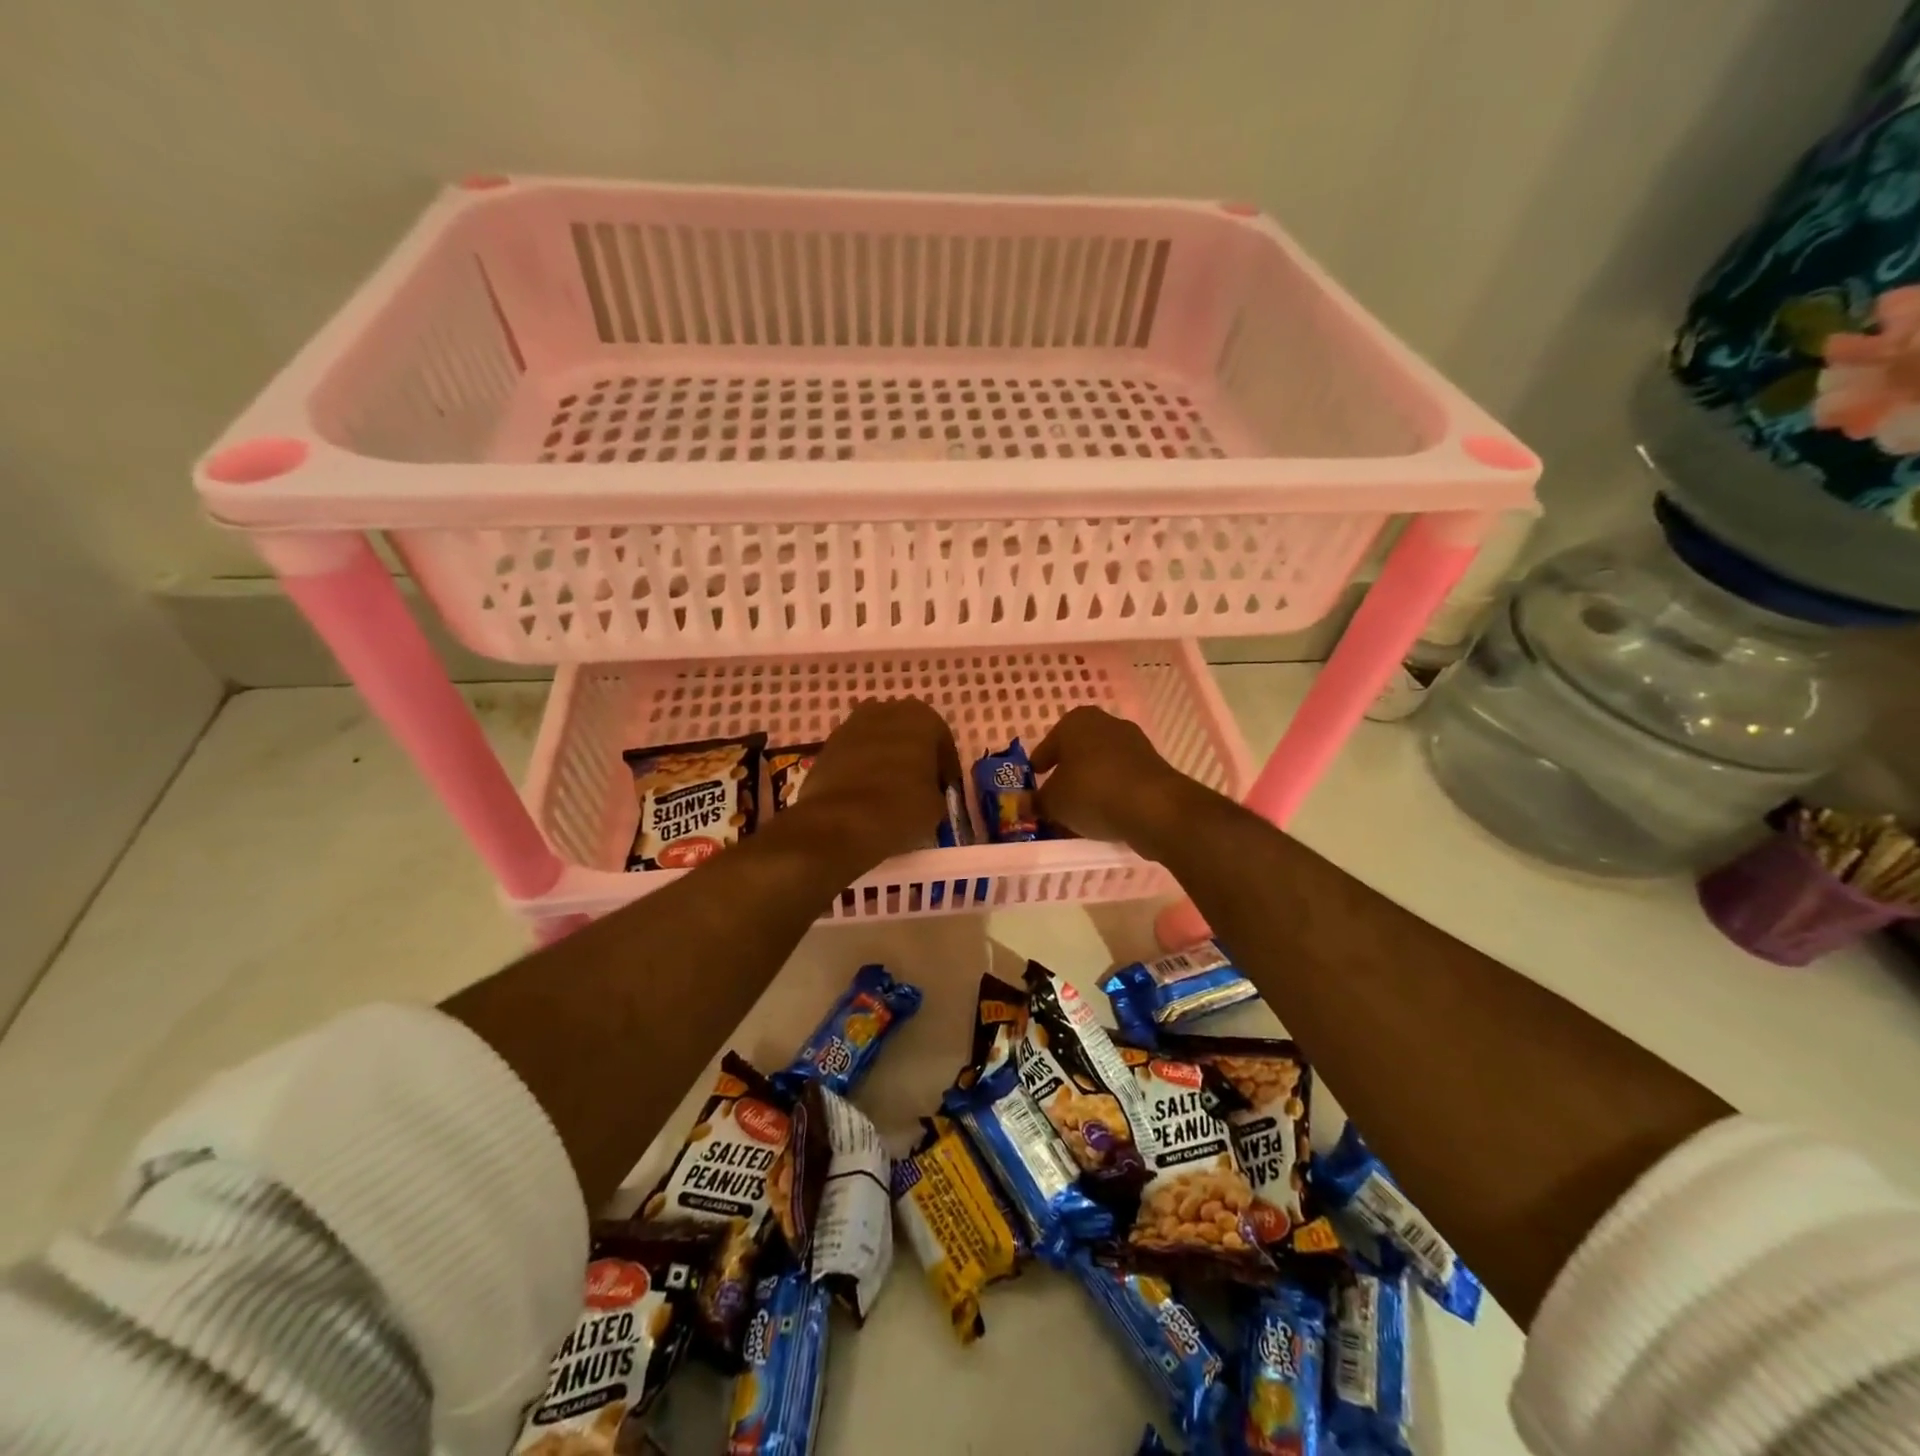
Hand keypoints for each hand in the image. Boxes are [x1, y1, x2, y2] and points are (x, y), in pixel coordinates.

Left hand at [785, 697, 960, 868]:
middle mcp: (886, 710)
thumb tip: (927, 792)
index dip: (945, 769)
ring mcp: (851, 725)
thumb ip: (936, 788)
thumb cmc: (900, 807)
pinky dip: (862, 768)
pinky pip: (854, 755)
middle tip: (918, 787)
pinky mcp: (827, 745)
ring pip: (879, 741)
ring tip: (889, 791)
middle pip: (908, 734)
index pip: (943, 743)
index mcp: (922, 717)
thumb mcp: (937, 805)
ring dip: (886, 759)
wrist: (838, 822)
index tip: (944, 791)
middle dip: (914, 756)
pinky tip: (864, 793)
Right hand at [1032, 706, 1194, 848]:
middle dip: (1066, 774)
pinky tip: (1105, 814)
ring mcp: (1134, 742)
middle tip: (1055, 798)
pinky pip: (1121, 778)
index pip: (1048, 746)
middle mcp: (1106, 723)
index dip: (1038, 767)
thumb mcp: (1053, 802)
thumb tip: (1024, 803)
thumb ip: (1036, 801)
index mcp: (1076, 721)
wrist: (1154, 807)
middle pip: (1076, 752)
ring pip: (1100, 765)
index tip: (1033, 784)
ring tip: (1080, 812)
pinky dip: (1111, 792)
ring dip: (1090, 784)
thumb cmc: (1091, 792)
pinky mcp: (1153, 765)